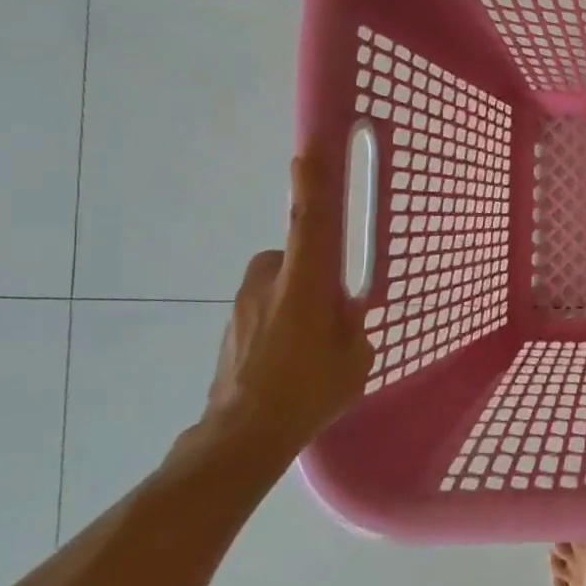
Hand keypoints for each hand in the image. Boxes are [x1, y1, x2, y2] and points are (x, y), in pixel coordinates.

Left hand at [200, 146, 370, 462]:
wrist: (242, 435)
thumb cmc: (309, 391)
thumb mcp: (355, 356)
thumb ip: (352, 323)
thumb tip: (343, 311)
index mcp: (305, 283)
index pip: (310, 222)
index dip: (312, 184)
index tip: (309, 150)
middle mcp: (269, 282)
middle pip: (295, 254)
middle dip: (314, 272)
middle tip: (331, 309)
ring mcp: (243, 304)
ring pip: (280, 284)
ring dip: (296, 299)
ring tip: (310, 345)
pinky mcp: (230, 326)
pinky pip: (265, 308)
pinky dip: (280, 322)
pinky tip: (289, 359)